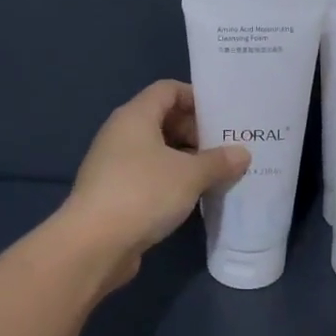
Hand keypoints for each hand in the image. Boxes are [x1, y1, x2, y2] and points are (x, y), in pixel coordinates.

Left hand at [60, 80, 250, 288]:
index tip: (222, 116)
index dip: (195, 98)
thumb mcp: (190, 175)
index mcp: (135, 116)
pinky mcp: (113, 193)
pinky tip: (192, 197)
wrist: (93, 245)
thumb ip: (218, 161)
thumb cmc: (143, 193)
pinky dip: (170, 180)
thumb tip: (242, 153)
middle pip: (162, 119)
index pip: (167, 90)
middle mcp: (121, 133)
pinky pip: (148, 176)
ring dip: (185, 159)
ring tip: (215, 174)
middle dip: (194, 131)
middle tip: (224, 149)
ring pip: (156, 151)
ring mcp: (114, 164)